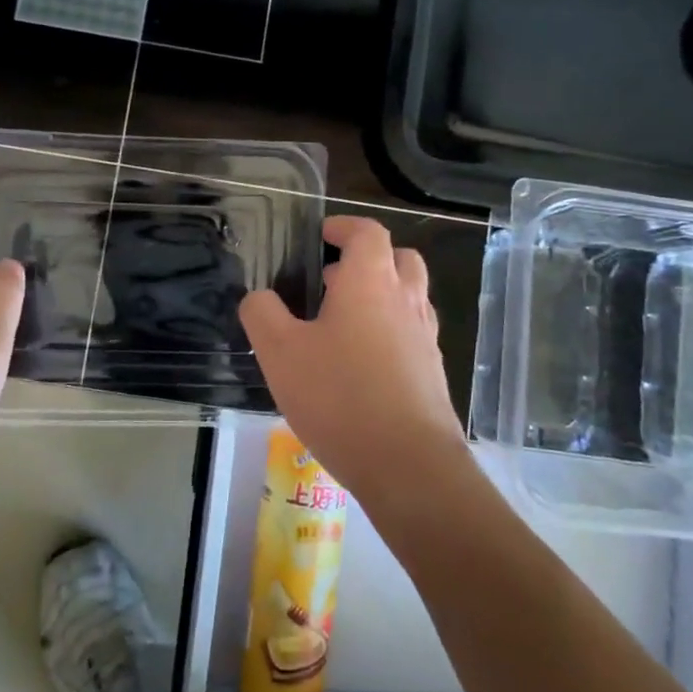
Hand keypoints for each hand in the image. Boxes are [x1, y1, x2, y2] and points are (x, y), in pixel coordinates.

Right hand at [239, 216, 468, 519]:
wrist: (408, 465)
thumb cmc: (339, 396)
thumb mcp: (280, 352)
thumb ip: (262, 314)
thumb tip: (259, 297)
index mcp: (370, 281)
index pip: (367, 232)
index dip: (344, 226)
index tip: (322, 235)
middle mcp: (405, 300)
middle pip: (399, 258)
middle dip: (368, 258)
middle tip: (332, 278)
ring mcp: (426, 336)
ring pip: (410, 296)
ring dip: (381, 294)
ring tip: (342, 322)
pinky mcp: (433, 371)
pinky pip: (413, 333)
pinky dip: (391, 331)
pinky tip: (362, 364)